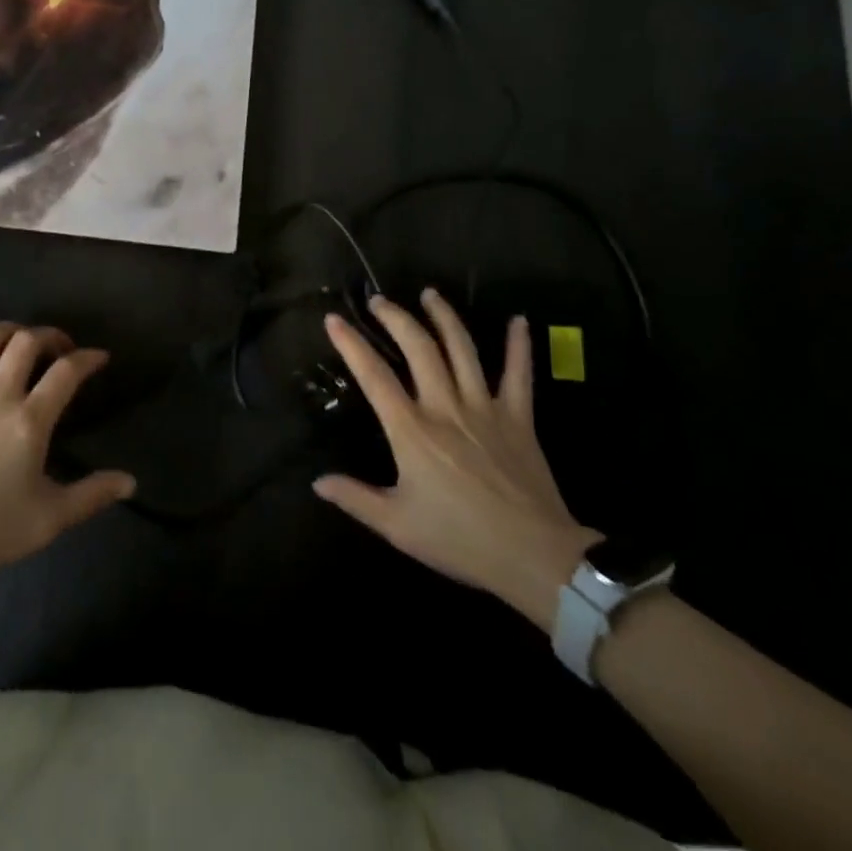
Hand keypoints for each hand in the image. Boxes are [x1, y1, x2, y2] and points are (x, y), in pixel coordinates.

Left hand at [0, 315, 135, 578]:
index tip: (99, 357)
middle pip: (27, 343)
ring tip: (18, 337)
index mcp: (30, 420)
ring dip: (6, 330)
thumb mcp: (49, 519)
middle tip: (59, 348)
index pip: (67, 372)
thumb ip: (92, 495)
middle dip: (49, 336)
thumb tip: (131, 482)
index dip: (88, 358)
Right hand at [313, 290, 599, 633]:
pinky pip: (519, 374)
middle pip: (418, 347)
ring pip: (462, 349)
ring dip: (444, 317)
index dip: (351, 344)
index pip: (373, 376)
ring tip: (430, 294)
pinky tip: (518, 321)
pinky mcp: (518, 417)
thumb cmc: (460, 540)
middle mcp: (444, 407)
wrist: (534, 556)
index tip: (333, 319)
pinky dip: (519, 346)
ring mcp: (484, 407)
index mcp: (412, 431)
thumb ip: (355, 498)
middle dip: (396, 318)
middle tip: (379, 301)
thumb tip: (317, 481)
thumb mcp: (397, 526)